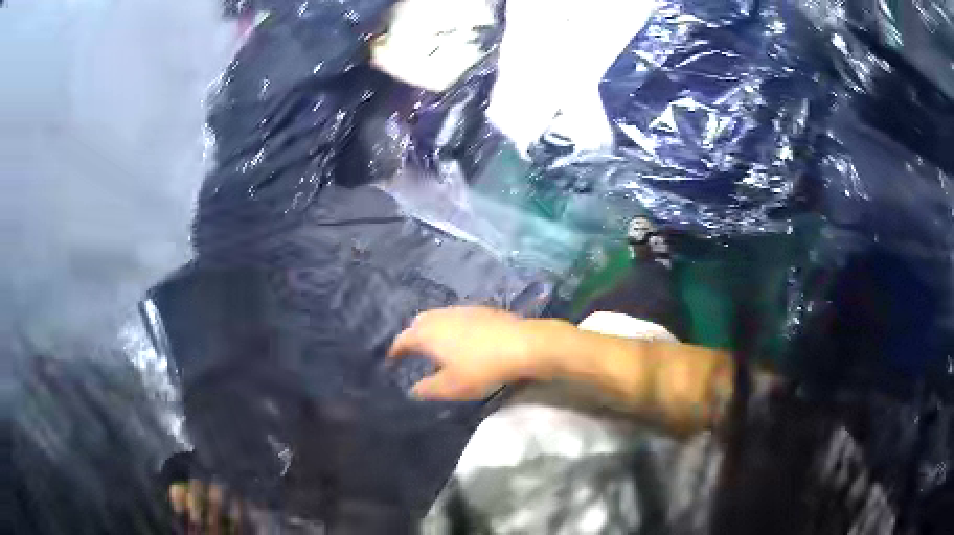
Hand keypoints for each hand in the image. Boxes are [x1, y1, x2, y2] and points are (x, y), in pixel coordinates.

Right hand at [387, 307, 552, 399]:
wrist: (522, 345)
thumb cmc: (481, 368)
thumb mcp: (451, 387)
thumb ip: (427, 389)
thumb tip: (412, 389)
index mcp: (427, 333)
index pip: (402, 340)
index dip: (395, 351)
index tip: (391, 361)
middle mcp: (440, 316)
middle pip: (418, 323)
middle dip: (412, 337)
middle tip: (413, 353)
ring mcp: (462, 310)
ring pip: (438, 318)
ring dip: (433, 331)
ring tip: (437, 348)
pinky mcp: (481, 310)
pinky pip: (456, 317)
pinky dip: (451, 328)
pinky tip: (462, 341)